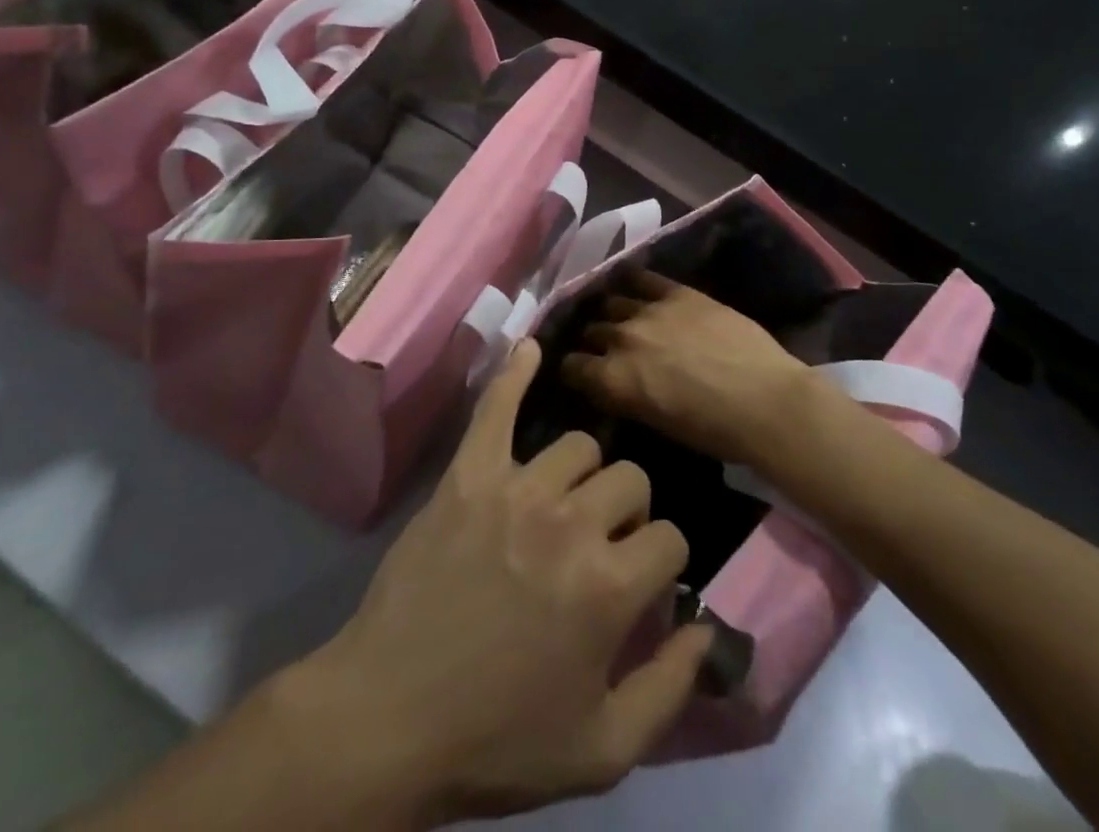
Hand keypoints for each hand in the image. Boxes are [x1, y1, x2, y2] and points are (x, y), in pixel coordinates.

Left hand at [308, 338, 711, 824]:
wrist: (389, 719)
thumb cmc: (498, 739)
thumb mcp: (602, 750)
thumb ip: (670, 689)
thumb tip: (709, 628)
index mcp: (610, 586)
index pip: (671, 540)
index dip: (663, 565)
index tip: (643, 586)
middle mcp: (571, 522)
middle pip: (630, 482)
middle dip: (630, 515)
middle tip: (602, 548)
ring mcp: (516, 489)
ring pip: (580, 447)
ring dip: (584, 475)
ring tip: (565, 504)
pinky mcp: (469, 475)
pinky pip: (496, 409)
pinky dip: (515, 374)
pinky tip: (530, 348)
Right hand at [563, 271, 812, 467]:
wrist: (764, 401)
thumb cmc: (713, 431)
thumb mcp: (657, 422)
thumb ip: (627, 396)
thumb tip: (614, 385)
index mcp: (613, 380)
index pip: (572, 367)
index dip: (574, 369)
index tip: (580, 372)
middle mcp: (621, 339)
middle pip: (592, 331)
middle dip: (594, 340)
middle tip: (605, 346)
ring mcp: (649, 310)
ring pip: (614, 303)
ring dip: (614, 312)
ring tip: (622, 316)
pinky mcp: (678, 292)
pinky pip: (645, 278)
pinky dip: (635, 281)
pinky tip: (634, 283)